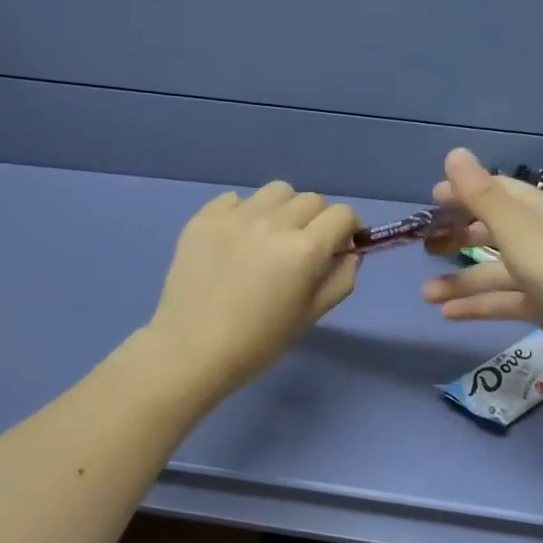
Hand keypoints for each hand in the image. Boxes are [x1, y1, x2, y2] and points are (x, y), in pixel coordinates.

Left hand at [148, 181, 360, 398]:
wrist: (192, 350)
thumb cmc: (259, 342)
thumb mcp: (311, 316)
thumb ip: (340, 279)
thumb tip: (349, 252)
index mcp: (304, 250)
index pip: (342, 214)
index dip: (350, 227)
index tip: (343, 244)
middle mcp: (272, 223)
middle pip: (312, 200)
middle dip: (318, 220)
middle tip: (306, 247)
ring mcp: (235, 217)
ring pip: (276, 192)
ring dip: (285, 209)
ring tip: (272, 236)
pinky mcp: (203, 219)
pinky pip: (235, 199)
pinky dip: (245, 213)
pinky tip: (237, 240)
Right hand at [420, 149, 542, 372]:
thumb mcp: (519, 230)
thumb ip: (483, 196)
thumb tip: (454, 154)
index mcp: (540, 211)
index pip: (497, 192)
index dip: (464, 193)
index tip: (430, 201)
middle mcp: (542, 237)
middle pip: (493, 230)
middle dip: (458, 236)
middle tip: (425, 245)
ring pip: (494, 271)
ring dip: (461, 280)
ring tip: (426, 294)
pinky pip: (504, 300)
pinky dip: (478, 305)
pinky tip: (447, 315)